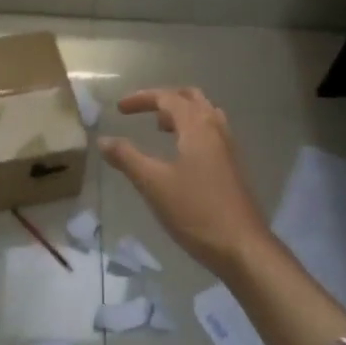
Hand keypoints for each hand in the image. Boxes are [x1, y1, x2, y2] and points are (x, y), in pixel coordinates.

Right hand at [98, 87, 272, 277]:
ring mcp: (228, 149)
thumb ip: (127, 158)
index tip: (119, 109)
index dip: (141, 98)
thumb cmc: (195, 211)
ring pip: (205, 115)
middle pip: (191, 99)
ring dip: (181, 114)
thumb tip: (103, 140)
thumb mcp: (153, 184)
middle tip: (142, 112)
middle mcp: (216, 130)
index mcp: (197, 127)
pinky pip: (211, 133)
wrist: (241, 246)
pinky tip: (180, 155)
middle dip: (164, 100)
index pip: (168, 98)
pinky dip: (192, 131)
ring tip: (160, 128)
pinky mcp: (232, 167)